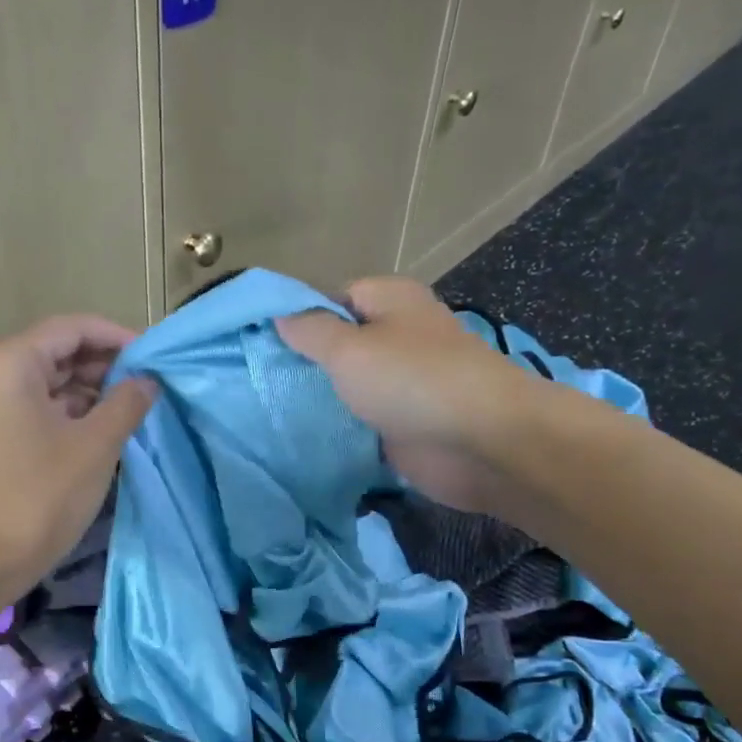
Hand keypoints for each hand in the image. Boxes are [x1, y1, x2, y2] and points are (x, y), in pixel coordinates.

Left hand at [0, 315, 155, 597]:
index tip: (157, 358)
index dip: (119, 338)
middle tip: (154, 387)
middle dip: (109, 366)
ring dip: (95, 392)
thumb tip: (148, 380)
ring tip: (139, 409)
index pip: (75, 329)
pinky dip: (76, 413)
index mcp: (11, 361)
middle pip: (62, 352)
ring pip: (54, 381)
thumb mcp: (94, 445)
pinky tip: (110, 429)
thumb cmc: (38, 495)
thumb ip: (127, 402)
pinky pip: (43, 407)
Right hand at [277, 277, 544, 513]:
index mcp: (390, 301)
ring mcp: (403, 383)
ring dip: (320, 400)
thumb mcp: (348, 349)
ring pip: (349, 386)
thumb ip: (310, 331)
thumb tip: (279, 314)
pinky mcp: (404, 424)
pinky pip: (361, 421)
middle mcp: (398, 336)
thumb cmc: (412, 381)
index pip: (332, 298)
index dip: (298, 318)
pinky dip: (339, 429)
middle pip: (340, 344)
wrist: (481, 443)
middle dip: (304, 363)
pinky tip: (303, 438)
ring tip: (270, 410)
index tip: (261, 344)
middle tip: (260, 381)